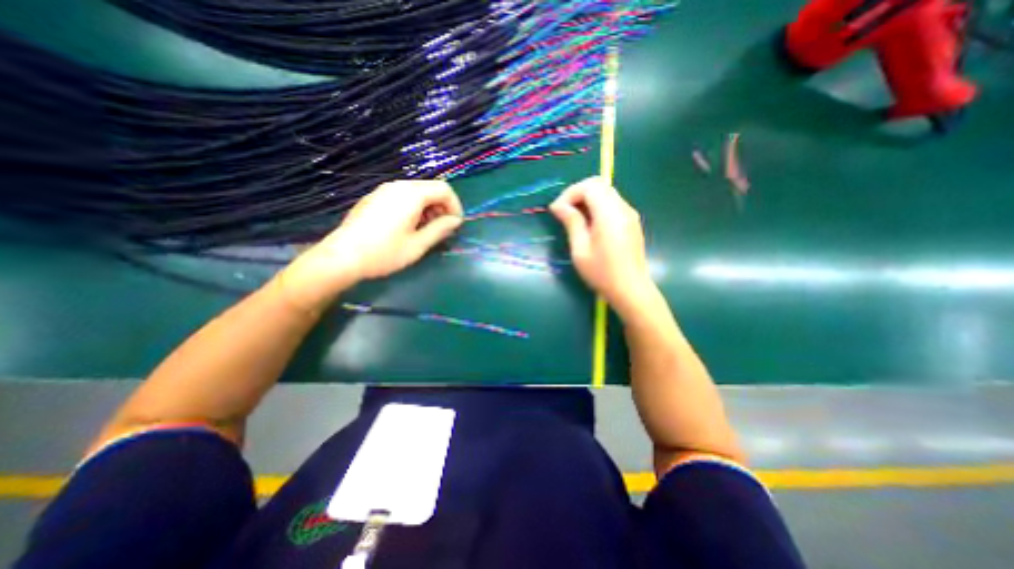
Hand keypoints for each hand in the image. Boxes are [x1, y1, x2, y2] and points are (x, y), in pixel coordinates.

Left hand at [279, 181, 465, 310]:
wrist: (342, 257)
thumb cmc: (385, 253)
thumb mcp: (418, 245)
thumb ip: (440, 229)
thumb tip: (455, 221)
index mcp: (412, 194)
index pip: (444, 189)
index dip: (455, 206)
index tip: (456, 225)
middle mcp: (398, 186)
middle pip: (430, 188)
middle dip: (442, 207)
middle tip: (443, 229)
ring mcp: (383, 190)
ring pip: (416, 192)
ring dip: (428, 208)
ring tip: (427, 230)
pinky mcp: (374, 198)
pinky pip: (402, 196)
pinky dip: (414, 207)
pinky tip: (408, 227)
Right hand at [552, 176, 653, 314]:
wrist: (631, 289)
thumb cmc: (602, 273)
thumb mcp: (580, 250)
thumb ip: (572, 223)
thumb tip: (559, 206)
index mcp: (610, 214)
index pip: (590, 186)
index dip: (570, 193)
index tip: (556, 210)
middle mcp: (623, 208)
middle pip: (599, 184)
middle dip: (577, 193)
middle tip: (564, 211)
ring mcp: (629, 214)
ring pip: (606, 192)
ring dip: (587, 199)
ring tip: (574, 218)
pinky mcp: (631, 221)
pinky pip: (612, 203)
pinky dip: (597, 206)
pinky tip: (589, 224)